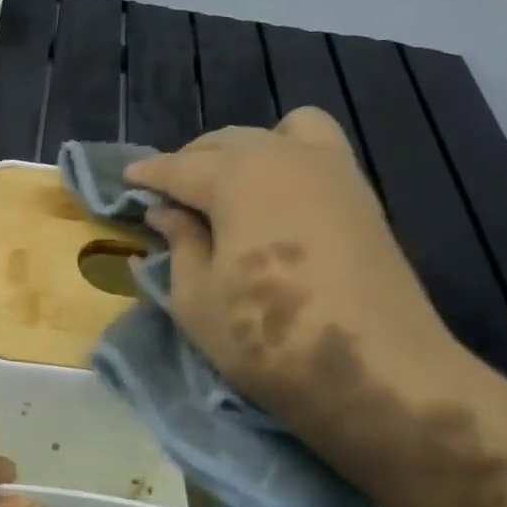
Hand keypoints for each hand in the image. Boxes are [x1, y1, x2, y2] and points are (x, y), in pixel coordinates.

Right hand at [124, 109, 462, 483]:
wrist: (379, 374)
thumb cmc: (268, 338)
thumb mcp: (196, 299)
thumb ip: (179, 244)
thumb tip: (168, 213)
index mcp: (237, 177)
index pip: (179, 166)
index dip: (148, 175)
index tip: (127, 181)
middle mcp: (284, 157)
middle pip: (226, 142)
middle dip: (191, 160)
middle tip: (171, 195)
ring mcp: (333, 171)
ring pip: (279, 132)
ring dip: (244, 151)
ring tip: (227, 189)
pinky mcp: (363, 197)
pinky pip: (317, 152)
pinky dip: (287, 159)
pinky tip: (273, 202)